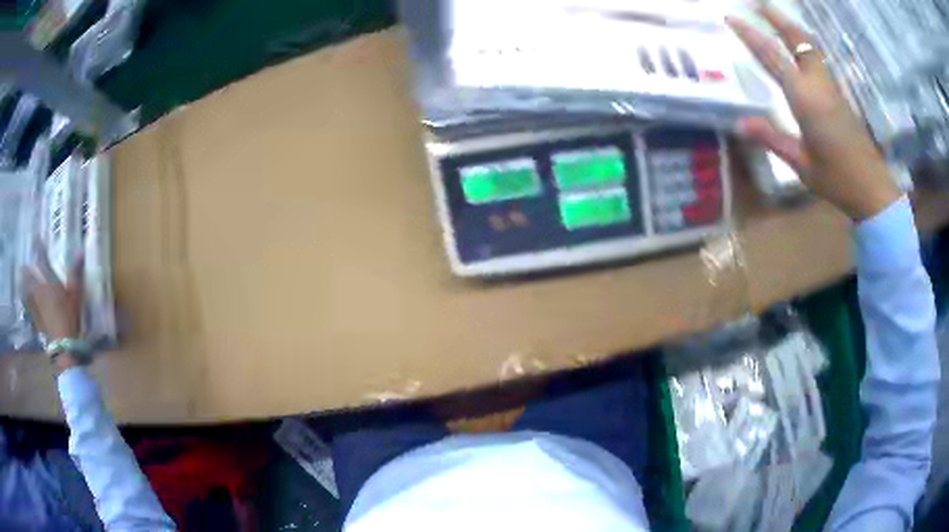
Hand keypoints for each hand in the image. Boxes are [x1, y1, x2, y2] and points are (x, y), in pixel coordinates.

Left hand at [22, 247, 83, 341]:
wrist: (63, 347)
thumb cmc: (69, 318)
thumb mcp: (75, 296)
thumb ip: (75, 274)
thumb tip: (80, 252)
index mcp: (48, 282)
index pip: (42, 260)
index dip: (39, 247)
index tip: (36, 237)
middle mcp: (39, 290)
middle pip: (30, 275)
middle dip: (26, 268)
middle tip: (22, 263)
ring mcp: (36, 306)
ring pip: (26, 290)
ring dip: (23, 283)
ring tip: (20, 278)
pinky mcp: (35, 319)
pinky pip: (28, 305)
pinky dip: (25, 299)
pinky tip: (24, 299)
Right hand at [727, 7, 900, 219]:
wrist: (872, 189)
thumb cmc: (837, 179)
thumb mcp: (801, 164)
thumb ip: (772, 138)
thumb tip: (739, 123)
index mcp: (805, 98)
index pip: (773, 57)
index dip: (751, 36)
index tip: (732, 18)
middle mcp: (819, 84)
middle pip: (798, 40)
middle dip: (777, 18)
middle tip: (758, 3)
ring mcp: (832, 88)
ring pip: (811, 47)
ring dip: (792, 28)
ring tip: (777, 18)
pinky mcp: (840, 96)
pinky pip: (819, 60)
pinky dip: (806, 45)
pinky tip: (800, 47)